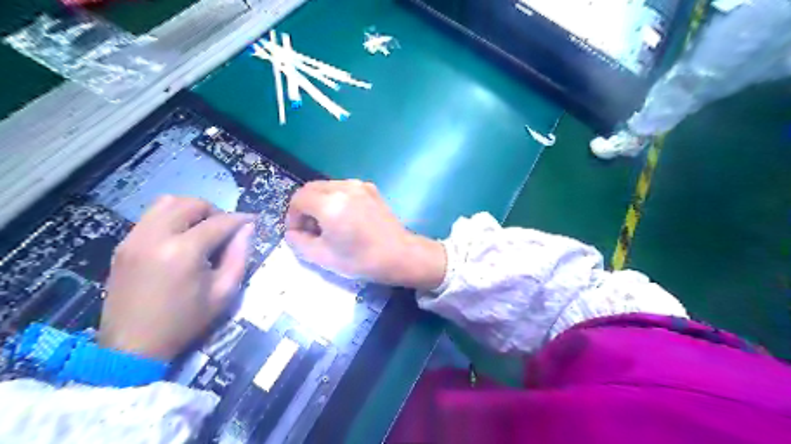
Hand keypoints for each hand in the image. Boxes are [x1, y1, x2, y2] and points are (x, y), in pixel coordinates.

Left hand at [99, 197, 253, 359]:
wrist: (133, 346)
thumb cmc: (185, 321)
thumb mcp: (223, 292)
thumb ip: (239, 256)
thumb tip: (247, 229)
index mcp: (183, 251)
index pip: (219, 222)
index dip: (240, 219)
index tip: (252, 221)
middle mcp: (156, 237)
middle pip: (190, 204)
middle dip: (214, 211)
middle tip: (225, 229)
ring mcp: (134, 239)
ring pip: (166, 203)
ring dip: (190, 210)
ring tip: (202, 229)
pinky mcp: (123, 245)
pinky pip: (151, 217)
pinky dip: (171, 218)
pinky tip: (180, 238)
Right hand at [285, 178, 442, 289]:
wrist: (400, 255)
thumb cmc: (361, 259)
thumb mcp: (323, 257)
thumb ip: (299, 242)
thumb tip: (292, 232)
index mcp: (330, 204)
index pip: (298, 199)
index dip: (292, 216)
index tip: (298, 233)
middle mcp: (343, 188)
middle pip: (311, 189)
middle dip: (305, 207)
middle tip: (311, 229)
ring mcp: (359, 186)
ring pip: (328, 186)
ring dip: (320, 202)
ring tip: (329, 224)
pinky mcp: (371, 189)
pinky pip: (344, 188)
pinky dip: (337, 199)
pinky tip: (346, 218)